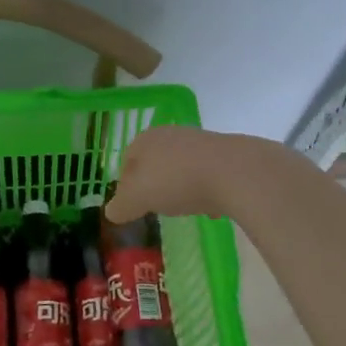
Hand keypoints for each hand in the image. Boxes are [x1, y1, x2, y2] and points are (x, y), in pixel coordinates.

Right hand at [105, 126, 250, 223]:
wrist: (234, 172)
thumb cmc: (175, 180)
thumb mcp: (137, 199)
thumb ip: (121, 206)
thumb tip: (111, 212)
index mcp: (145, 139)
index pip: (127, 160)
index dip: (126, 184)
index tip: (131, 205)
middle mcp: (171, 134)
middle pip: (155, 161)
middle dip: (154, 183)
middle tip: (155, 206)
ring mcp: (200, 141)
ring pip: (181, 166)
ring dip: (181, 186)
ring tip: (184, 208)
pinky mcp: (226, 153)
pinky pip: (207, 174)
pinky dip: (206, 189)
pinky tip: (211, 208)